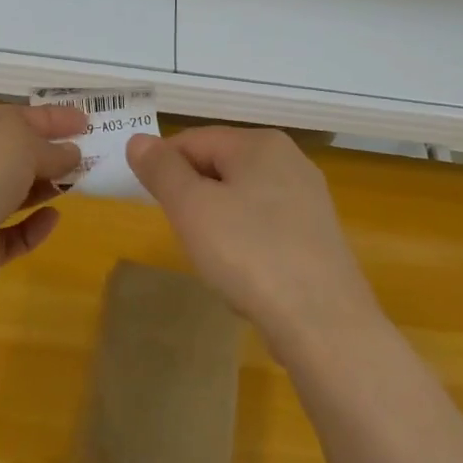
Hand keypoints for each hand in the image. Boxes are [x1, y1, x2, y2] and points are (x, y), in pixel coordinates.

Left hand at [0, 103, 85, 296]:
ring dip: (43, 188)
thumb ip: (51, 149)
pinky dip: (33, 226)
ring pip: (12, 193)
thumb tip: (71, 154)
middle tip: (89, 155)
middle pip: (14, 155)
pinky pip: (11, 233)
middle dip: (49, 154)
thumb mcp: (24, 142)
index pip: (17, 115)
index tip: (86, 121)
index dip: (52, 118)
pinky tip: (53, 218)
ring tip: (78, 184)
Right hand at [126, 127, 378, 355]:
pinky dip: (245, 242)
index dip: (163, 167)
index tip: (149, 202)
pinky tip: (244, 274)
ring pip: (242, 198)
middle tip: (182, 233)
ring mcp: (309, 199)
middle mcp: (290, 160)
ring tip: (212, 258)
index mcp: (260, 144)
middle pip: (220, 166)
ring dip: (217, 221)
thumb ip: (162, 170)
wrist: (323, 322)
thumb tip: (138, 140)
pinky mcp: (317, 235)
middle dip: (193, 196)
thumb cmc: (249, 254)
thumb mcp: (192, 208)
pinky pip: (265, 226)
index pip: (194, 140)